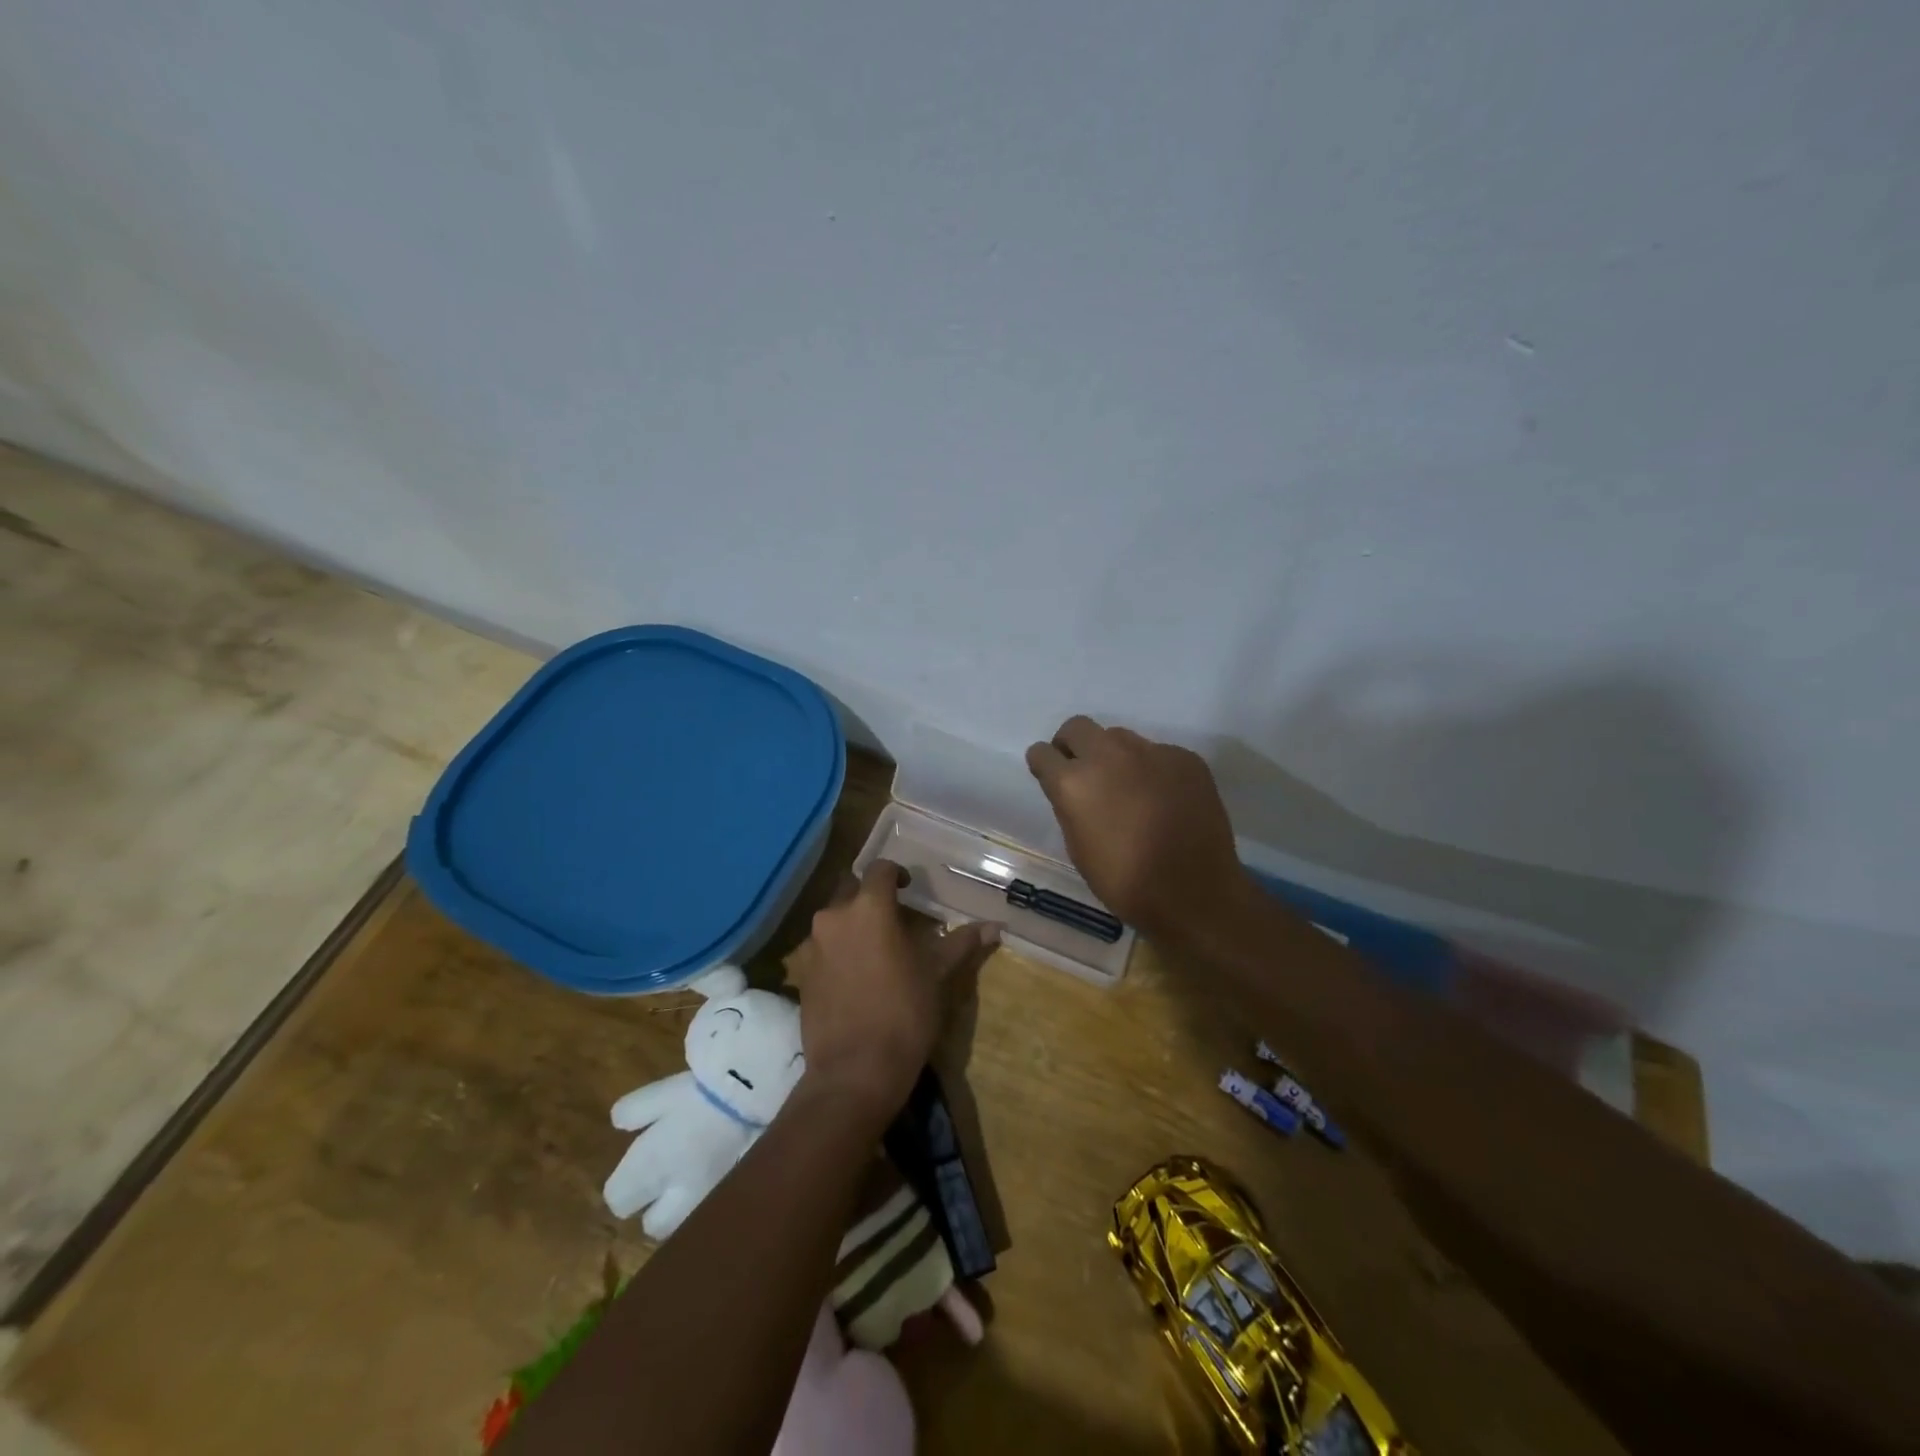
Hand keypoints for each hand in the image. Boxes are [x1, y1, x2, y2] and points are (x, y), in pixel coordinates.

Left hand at [794, 861, 997, 1120]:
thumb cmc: (904, 1015)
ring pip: (834, 919)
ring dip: (854, 923)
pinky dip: (839, 950)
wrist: (854, 1072)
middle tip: (894, 918)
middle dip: (870, 896)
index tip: (909, 889)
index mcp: (869, 908)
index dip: (896, 874)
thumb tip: (995, 926)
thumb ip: (962, 943)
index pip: (880, 869)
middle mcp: (834, 917)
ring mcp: (813, 946)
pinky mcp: (802, 974)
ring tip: (877, 948)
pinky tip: (857, 976)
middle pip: (851, 889)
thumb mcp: (938, 976)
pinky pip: (823, 947)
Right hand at [1025, 715, 1253, 941]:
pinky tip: (1164, 799)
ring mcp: (1150, 752)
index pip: (1042, 753)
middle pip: (1077, 727)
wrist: (1193, 892)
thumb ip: (1070, 807)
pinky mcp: (1184, 758)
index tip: (1051, 776)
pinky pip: (1157, 753)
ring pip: (1119, 737)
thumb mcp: (1078, 847)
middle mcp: (1108, 756)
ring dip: (1114, 756)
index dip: (1045, 765)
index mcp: (1073, 782)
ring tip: (1129, 788)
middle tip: (1084, 772)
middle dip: (1073, 745)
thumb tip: (1075, 791)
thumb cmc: (1124, 882)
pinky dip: (1153, 770)